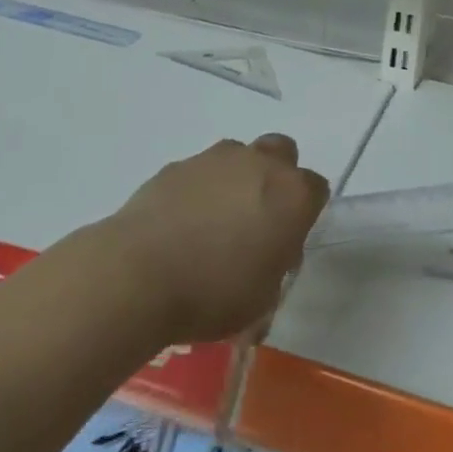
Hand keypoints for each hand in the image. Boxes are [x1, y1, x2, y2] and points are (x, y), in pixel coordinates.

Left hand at [108, 135, 329, 344]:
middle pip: (282, 153)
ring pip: (239, 156)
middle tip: (258, 216)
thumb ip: (275, 265)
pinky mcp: (177, 165)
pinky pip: (199, 172)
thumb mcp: (262, 298)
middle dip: (276, 177)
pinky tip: (180, 225)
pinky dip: (198, 190)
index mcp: (293, 194)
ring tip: (213, 222)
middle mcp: (260, 164)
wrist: (137, 275)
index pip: (316, 189)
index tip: (288, 240)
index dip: (304, 213)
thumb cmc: (213, 293)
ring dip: (236, 179)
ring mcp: (216, 159)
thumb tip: (265, 253)